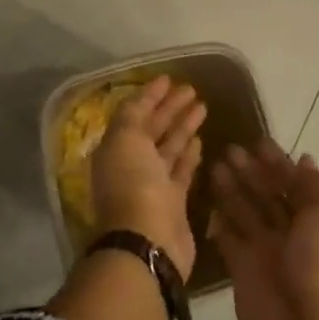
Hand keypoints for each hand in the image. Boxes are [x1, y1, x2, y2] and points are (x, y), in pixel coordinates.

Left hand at [90, 75, 205, 280]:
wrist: (148, 241)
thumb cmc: (133, 184)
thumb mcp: (125, 138)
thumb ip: (133, 115)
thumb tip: (143, 99)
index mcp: (116, 148)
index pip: (134, 113)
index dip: (150, 95)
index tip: (168, 78)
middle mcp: (132, 163)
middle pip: (153, 128)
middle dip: (170, 107)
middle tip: (191, 89)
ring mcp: (154, 183)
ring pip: (170, 146)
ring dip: (183, 126)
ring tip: (202, 106)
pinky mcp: (175, 201)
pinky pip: (182, 170)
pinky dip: (190, 153)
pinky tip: (200, 138)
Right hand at [209, 141, 318, 319]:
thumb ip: (311, 187)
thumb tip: (305, 158)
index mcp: (315, 219)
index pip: (293, 183)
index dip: (277, 162)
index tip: (257, 140)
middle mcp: (289, 231)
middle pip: (266, 194)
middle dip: (250, 171)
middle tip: (229, 148)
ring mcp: (264, 249)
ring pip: (244, 210)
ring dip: (231, 188)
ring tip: (213, 164)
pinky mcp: (240, 266)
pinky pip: (227, 236)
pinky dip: (219, 218)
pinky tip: (208, 197)